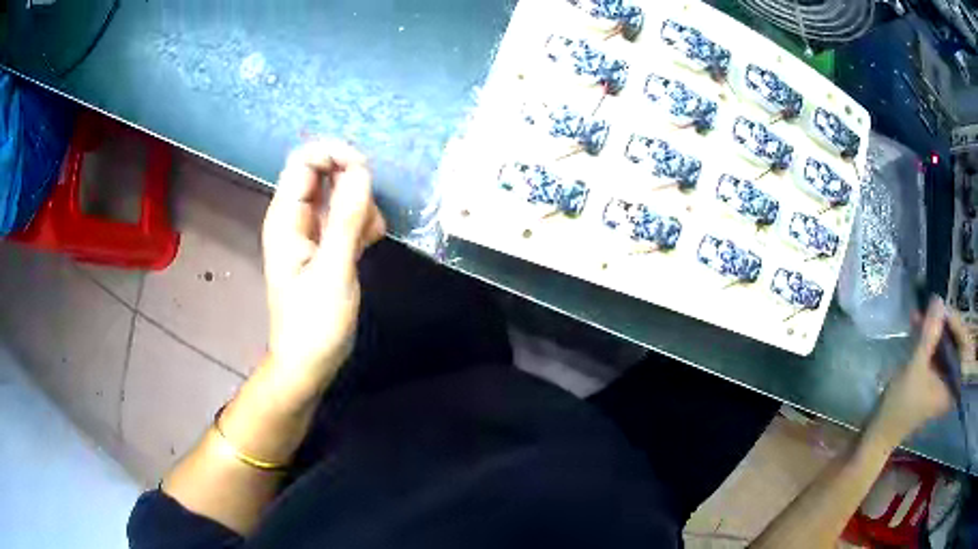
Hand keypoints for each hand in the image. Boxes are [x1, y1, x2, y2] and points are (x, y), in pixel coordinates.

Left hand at [261, 140, 385, 399]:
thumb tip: (361, 170)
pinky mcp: (326, 245)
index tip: (365, 172)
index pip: (305, 161)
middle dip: (354, 184)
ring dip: (362, 207)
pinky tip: (370, 245)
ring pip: (341, 194)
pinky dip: (363, 224)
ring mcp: (311, 231)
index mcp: (286, 218)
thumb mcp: (333, 272)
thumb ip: (346, 219)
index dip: (335, 155)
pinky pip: (347, 217)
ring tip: (369, 239)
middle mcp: (296, 218)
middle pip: (325, 172)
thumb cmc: (314, 324)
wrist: (308, 364)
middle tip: (369, 214)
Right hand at [873, 298, 967, 444]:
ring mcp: (943, 380)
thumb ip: (929, 335)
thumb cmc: (900, 406)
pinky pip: (938, 351)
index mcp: (954, 386)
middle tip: (932, 308)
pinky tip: (918, 325)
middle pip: (956, 343)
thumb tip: (939, 299)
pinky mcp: (934, 377)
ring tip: (921, 314)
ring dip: (934, 328)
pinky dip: (929, 338)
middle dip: (944, 324)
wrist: (881, 430)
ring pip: (946, 344)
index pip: (964, 346)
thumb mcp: (915, 368)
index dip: (956, 324)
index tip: (943, 309)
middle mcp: (952, 382)